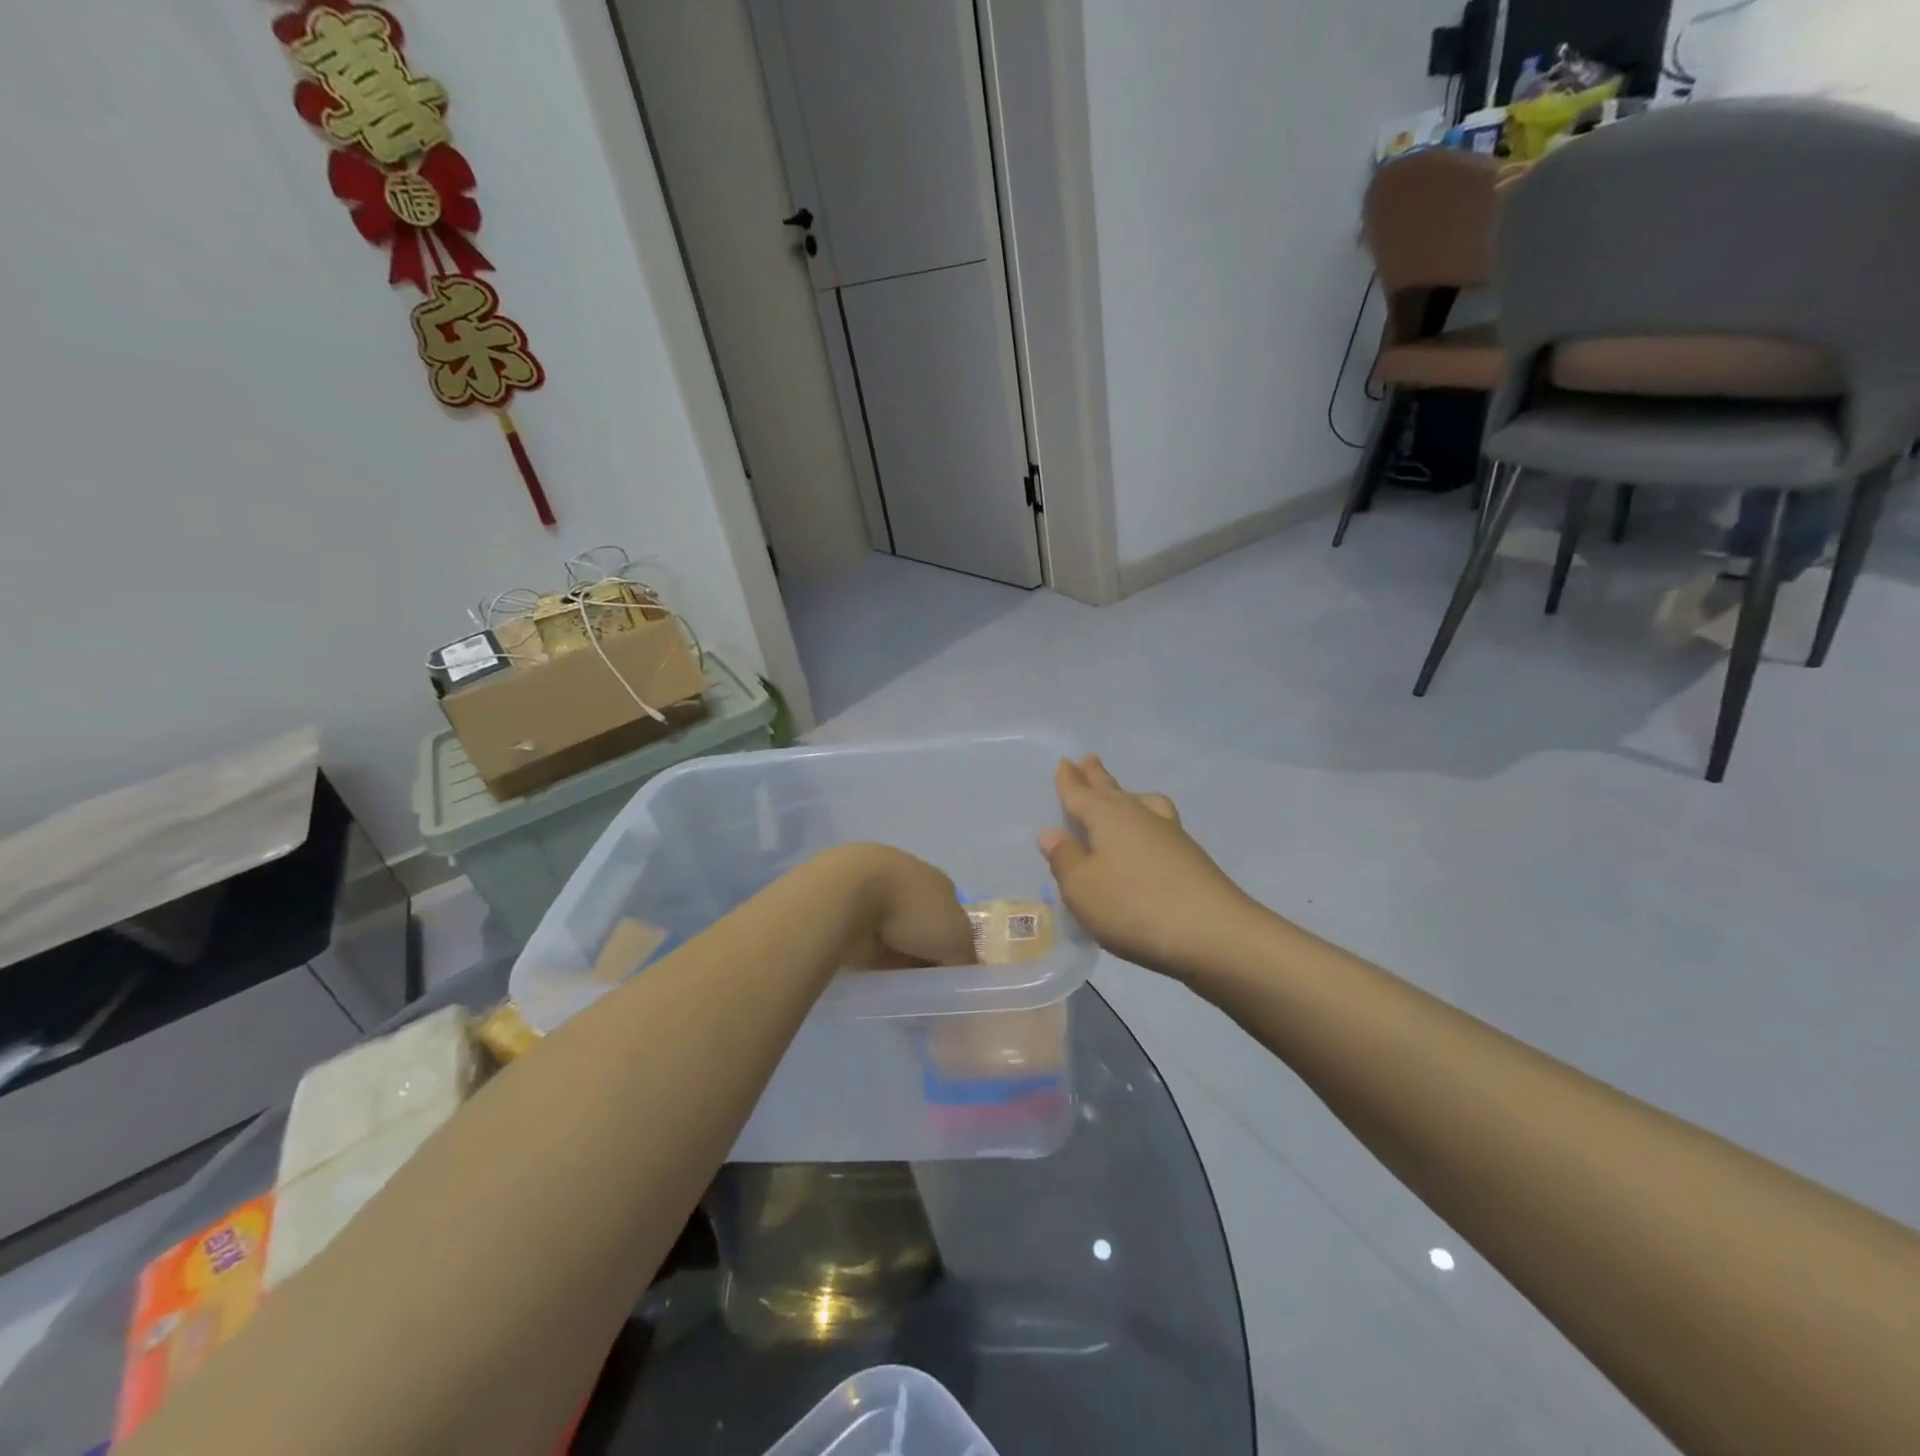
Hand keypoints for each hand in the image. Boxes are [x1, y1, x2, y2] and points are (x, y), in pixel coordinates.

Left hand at [823, 844, 977, 969]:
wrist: (847, 894)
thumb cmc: (911, 911)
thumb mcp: (957, 940)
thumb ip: (965, 957)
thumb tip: (963, 972)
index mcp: (938, 881)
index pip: (952, 916)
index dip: (952, 946)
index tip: (946, 974)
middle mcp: (907, 879)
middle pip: (921, 922)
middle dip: (920, 949)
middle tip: (921, 983)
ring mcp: (872, 889)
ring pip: (890, 928)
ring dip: (891, 950)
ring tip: (893, 981)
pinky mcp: (843, 904)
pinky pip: (863, 934)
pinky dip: (866, 949)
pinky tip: (866, 968)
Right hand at [1039, 756, 1260, 981]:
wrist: (1214, 934)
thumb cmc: (1133, 907)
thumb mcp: (1082, 888)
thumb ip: (1065, 859)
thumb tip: (1052, 833)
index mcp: (1108, 817)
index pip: (1081, 794)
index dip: (1070, 781)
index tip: (1065, 761)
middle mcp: (1139, 816)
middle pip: (1113, 791)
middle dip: (1097, 777)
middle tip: (1089, 759)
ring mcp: (1170, 835)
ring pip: (1143, 804)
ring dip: (1128, 795)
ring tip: (1124, 794)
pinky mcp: (1191, 858)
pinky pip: (1160, 825)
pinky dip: (1147, 823)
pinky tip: (1148, 839)